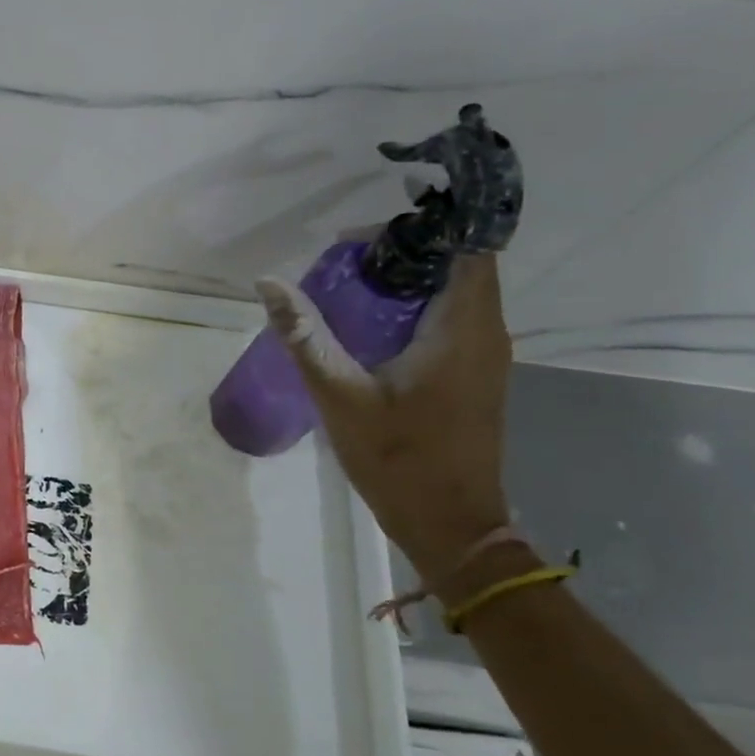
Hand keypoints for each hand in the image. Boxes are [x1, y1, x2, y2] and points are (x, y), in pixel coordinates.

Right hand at [259, 253, 511, 587]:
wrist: (450, 525)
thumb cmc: (398, 459)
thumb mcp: (340, 395)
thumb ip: (305, 336)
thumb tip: (268, 283)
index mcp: (463, 329)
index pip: (465, 248)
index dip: (421, 229)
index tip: (364, 235)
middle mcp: (485, 333)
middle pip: (458, 265)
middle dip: (404, 251)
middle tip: (342, 257)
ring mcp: (484, 355)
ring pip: (455, 292)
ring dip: (408, 279)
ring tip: (349, 282)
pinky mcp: (473, 374)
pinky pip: (450, 318)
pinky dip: (414, 306)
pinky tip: (369, 322)